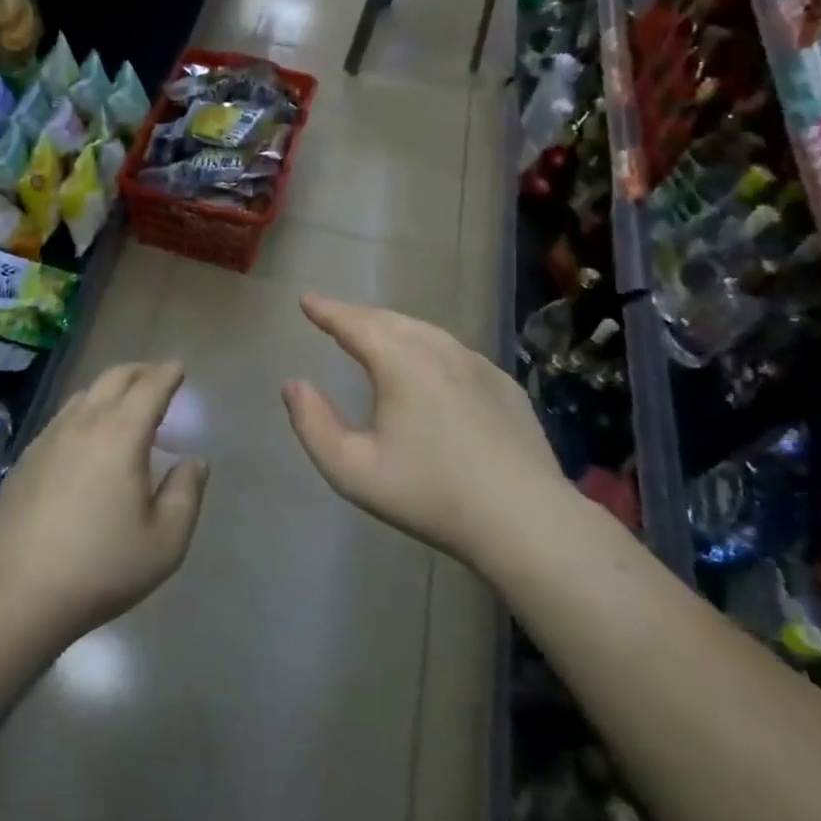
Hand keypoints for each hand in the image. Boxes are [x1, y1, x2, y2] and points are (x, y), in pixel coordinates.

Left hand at [0, 362, 206, 644]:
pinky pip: (62, 419)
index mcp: (121, 435)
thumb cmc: (101, 568)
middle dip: (140, 371)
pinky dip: (84, 413)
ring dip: (109, 390)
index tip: (178, 368)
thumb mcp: (165, 542)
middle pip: (114, 378)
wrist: (17, 593)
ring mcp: (49, 437)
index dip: (168, 374)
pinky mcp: (26, 457)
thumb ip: (186, 494)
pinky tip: (85, 439)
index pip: (150, 388)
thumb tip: (194, 461)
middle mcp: (84, 424)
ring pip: (84, 395)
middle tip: (156, 377)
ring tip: (123, 405)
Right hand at [282, 294, 566, 563]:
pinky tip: (429, 367)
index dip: (327, 310)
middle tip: (335, 317)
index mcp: (399, 362)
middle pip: (389, 320)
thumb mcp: (352, 470)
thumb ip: (313, 424)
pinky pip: (454, 352)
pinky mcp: (504, 385)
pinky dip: (428, 347)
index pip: (353, 323)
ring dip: (393, 328)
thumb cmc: (430, 495)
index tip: (307, 300)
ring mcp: (477, 365)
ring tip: (375, 335)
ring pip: (425, 331)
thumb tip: (294, 385)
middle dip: (357, 316)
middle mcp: (439, 350)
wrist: (527, 521)